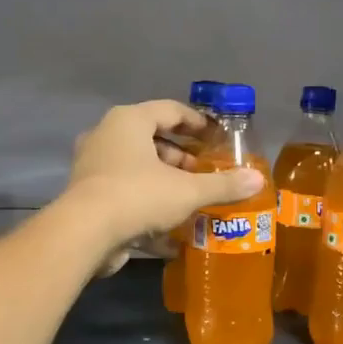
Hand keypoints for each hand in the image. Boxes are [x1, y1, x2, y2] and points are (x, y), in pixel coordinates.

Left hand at [62, 100, 265, 259]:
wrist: (84, 233)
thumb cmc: (138, 196)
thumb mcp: (187, 191)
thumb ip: (222, 185)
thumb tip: (257, 179)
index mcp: (129, 121)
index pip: (169, 110)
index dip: (197, 122)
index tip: (217, 137)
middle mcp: (107, 136)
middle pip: (152, 139)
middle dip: (181, 156)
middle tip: (205, 171)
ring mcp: (93, 166)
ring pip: (137, 167)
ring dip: (164, 180)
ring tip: (191, 197)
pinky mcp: (87, 194)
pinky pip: (124, 191)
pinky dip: (145, 201)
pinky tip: (168, 223)